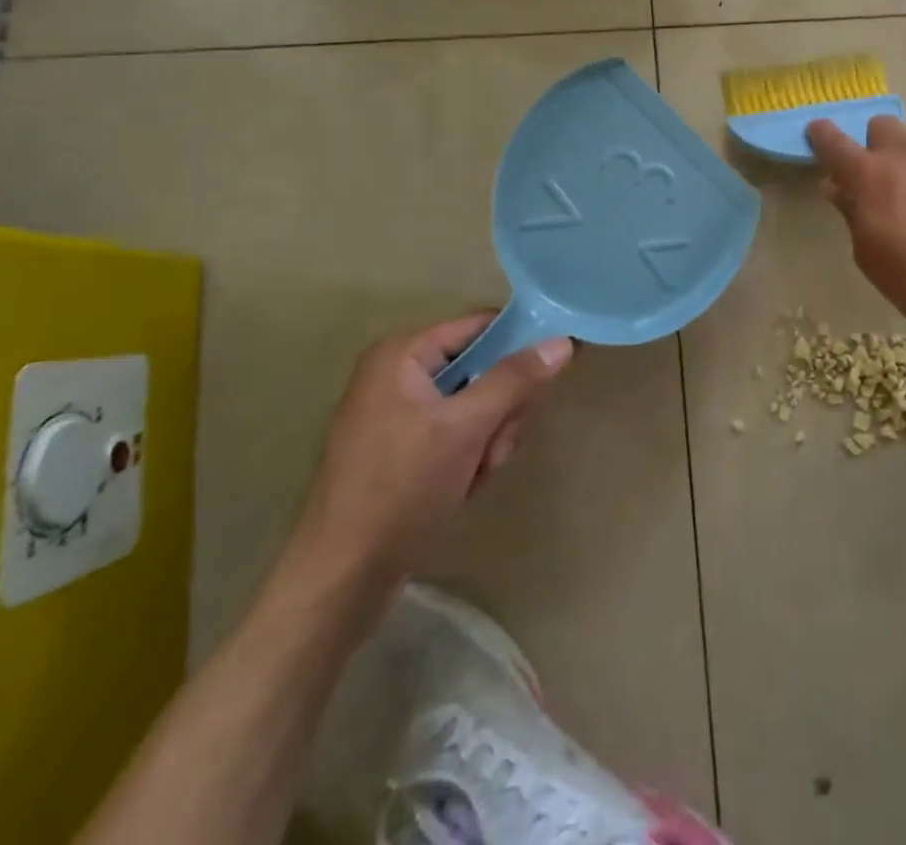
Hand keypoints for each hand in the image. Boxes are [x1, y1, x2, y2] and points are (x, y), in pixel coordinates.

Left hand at [290, 314, 571, 593]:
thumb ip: (516, 379)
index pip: (481, 326)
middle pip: (483, 367)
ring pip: (477, 404)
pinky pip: (458, 431)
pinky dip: (471, 455)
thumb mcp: (466, 428)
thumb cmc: (401, 488)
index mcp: (403, 354)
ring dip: (489, 438)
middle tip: (496, 444)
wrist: (342, 579)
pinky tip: (463, 484)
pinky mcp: (403, 447)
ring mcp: (399, 412)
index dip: (522, 341)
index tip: (555, 367)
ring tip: (476, 472)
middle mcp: (398, 373)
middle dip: (501, 409)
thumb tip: (563, 341)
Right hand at [807, 117, 905, 344]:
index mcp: (870, 175)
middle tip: (876, 179)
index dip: (821, 135)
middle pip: (881, 127)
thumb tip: (837, 188)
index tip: (816, 134)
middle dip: (872, 145)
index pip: (834, 141)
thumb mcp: (870, 256)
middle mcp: (905, 154)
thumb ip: (852, 215)